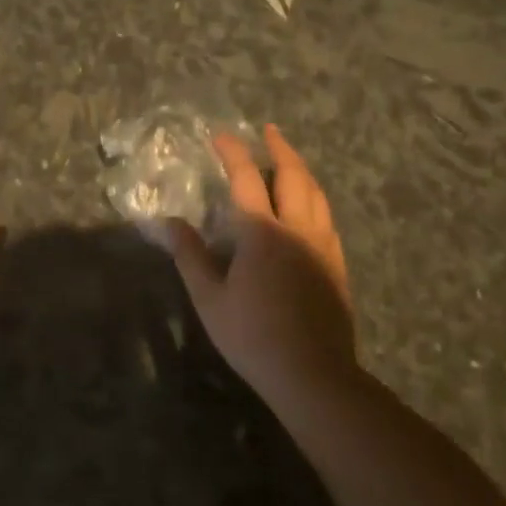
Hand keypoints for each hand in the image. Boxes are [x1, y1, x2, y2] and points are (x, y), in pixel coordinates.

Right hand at [160, 124, 358, 405]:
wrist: (313, 374)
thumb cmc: (252, 336)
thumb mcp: (210, 298)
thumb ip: (189, 256)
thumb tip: (168, 222)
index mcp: (262, 232)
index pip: (246, 178)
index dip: (232, 152)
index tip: (220, 135)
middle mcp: (297, 229)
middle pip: (293, 175)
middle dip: (280, 148)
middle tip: (269, 131)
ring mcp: (323, 246)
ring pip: (316, 194)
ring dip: (301, 170)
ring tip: (289, 159)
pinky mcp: (337, 265)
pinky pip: (326, 217)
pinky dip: (314, 197)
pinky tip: (309, 206)